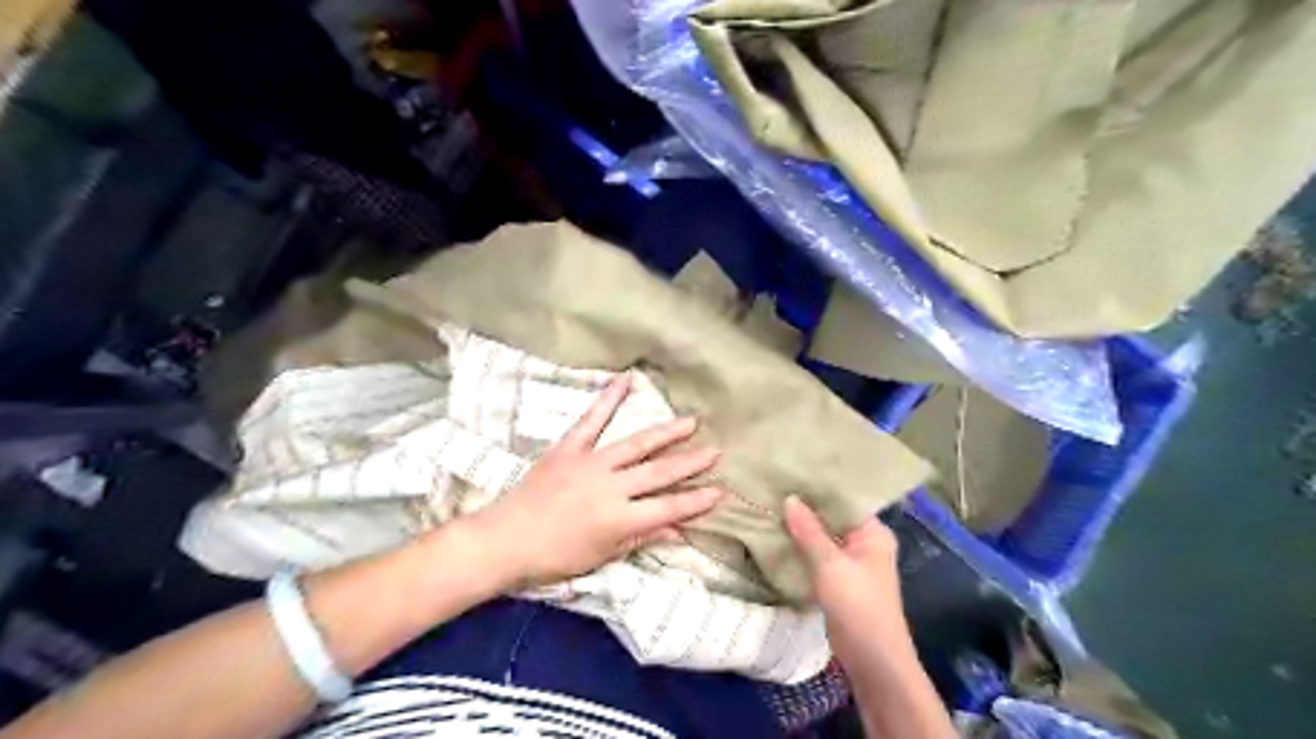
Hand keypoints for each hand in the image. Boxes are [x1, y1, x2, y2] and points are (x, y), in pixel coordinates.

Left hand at [475, 377, 719, 588]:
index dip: (696, 501)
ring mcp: (591, 462)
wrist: (504, 540)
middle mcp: (611, 487)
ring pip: (636, 444)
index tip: (721, 491)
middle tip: (716, 452)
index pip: (669, 508)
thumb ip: (641, 538)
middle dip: (691, 463)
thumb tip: (679, 531)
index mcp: (620, 519)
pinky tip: (625, 380)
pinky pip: (592, 420)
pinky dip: (608, 399)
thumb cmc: (553, 557)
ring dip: (666, 432)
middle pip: (659, 473)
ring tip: (691, 422)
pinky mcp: (569, 448)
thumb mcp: (602, 556)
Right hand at [779, 499, 916, 670]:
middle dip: (806, 508)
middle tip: (773, 488)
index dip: (819, 488)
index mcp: (873, 533)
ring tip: (770, 506)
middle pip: (832, 519)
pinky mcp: (838, 581)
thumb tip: (790, 499)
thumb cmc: (858, 606)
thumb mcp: (831, 565)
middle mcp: (864, 543)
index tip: (790, 473)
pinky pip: (818, 556)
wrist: (872, 661)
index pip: (844, 501)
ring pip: (823, 538)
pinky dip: (801, 548)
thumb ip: (809, 531)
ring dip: (801, 529)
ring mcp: (851, 563)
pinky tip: (777, 537)